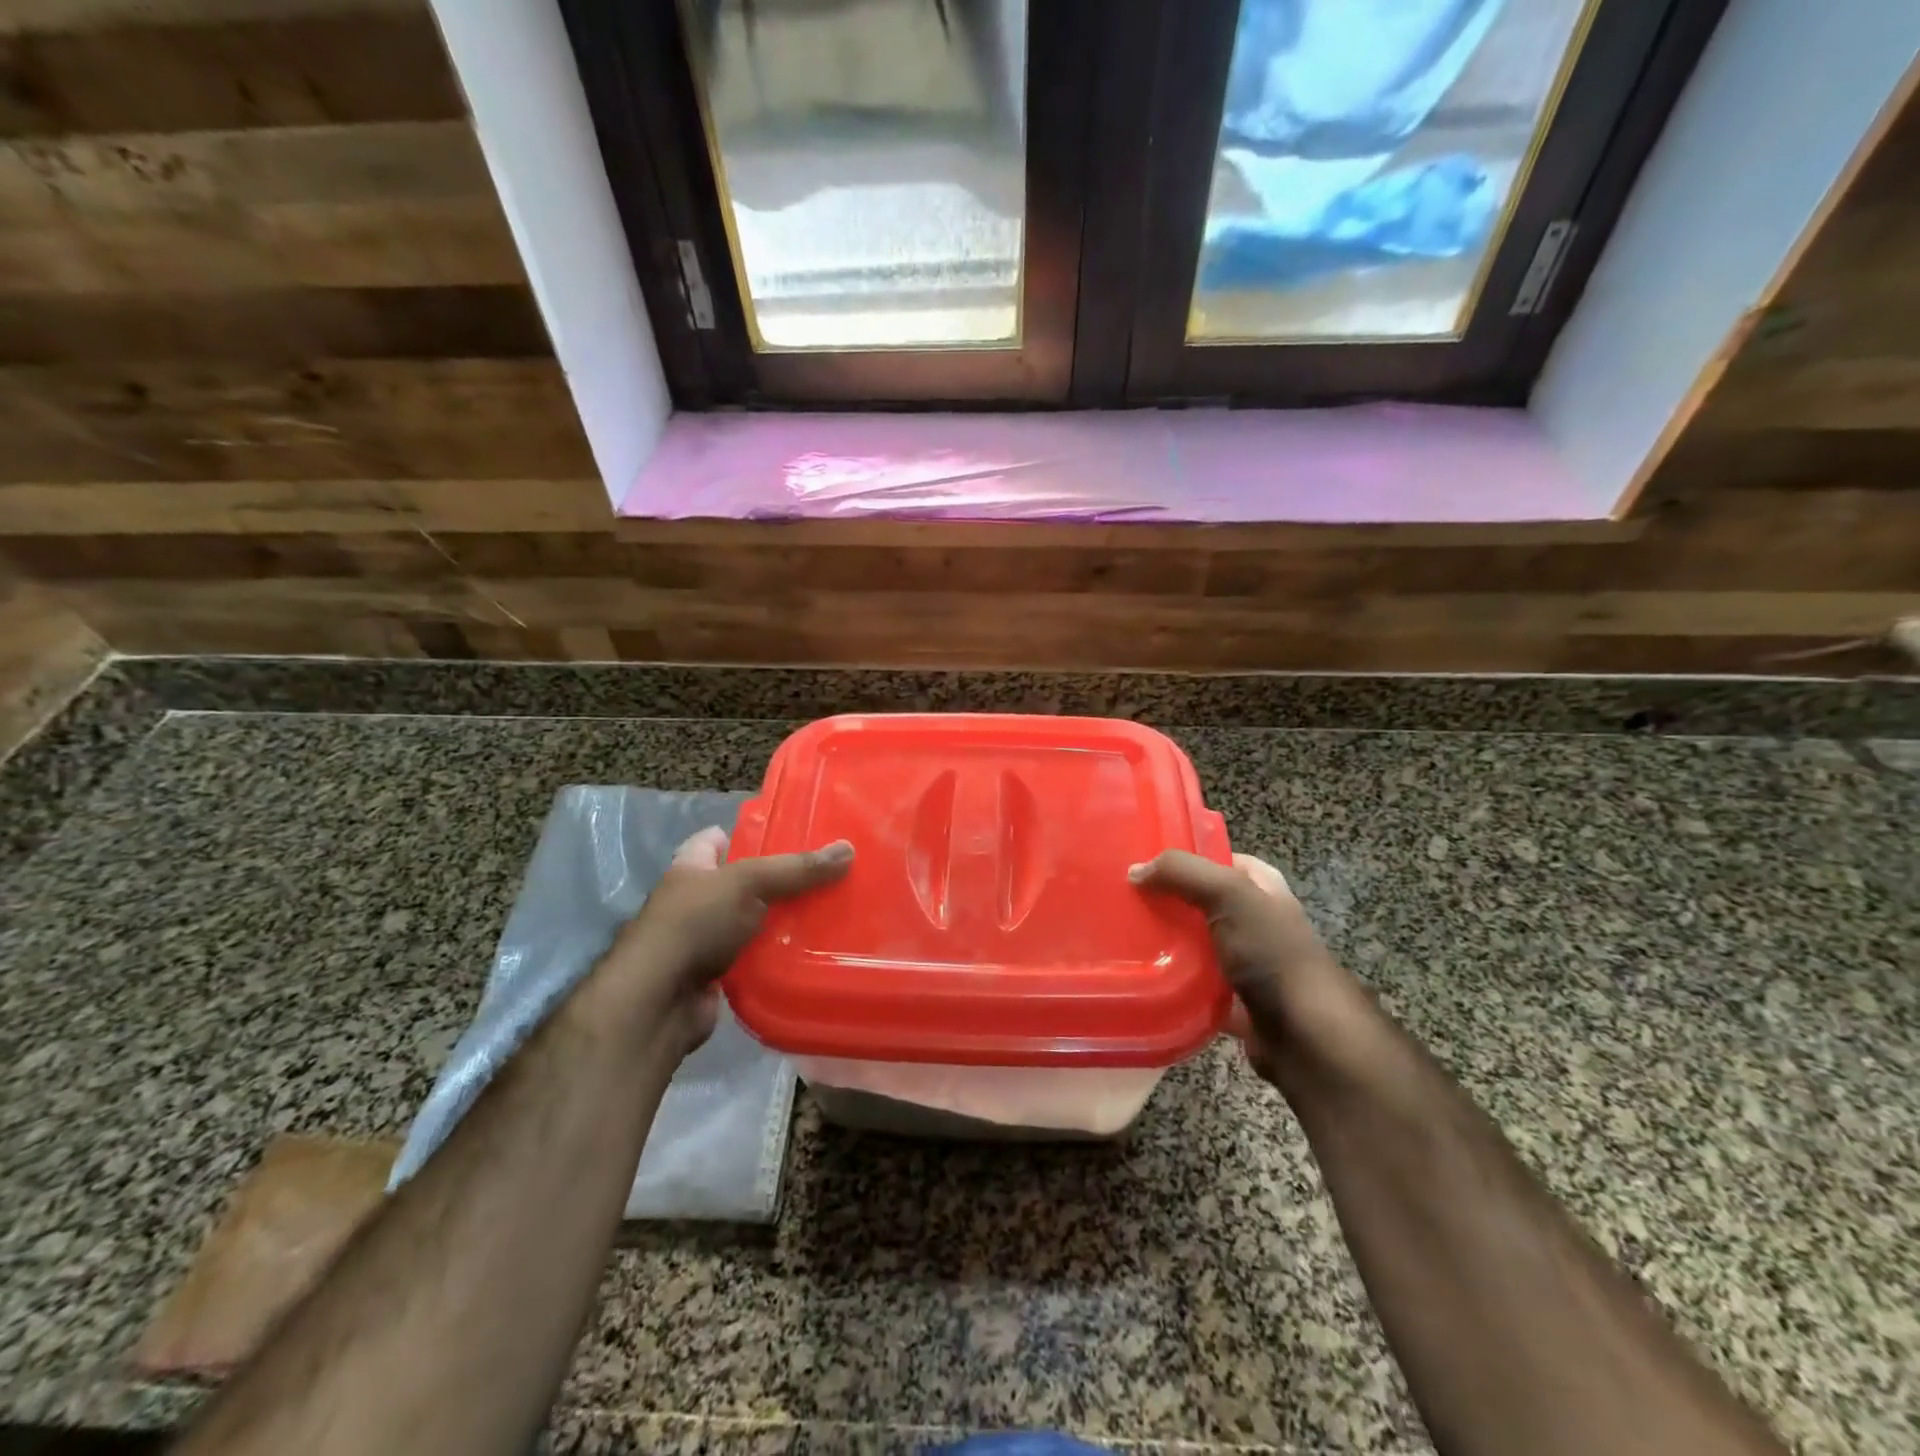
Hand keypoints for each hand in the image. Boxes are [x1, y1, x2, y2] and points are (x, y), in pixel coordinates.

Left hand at [599, 827, 853, 1050]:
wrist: (659, 1001)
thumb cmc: (695, 924)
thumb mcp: (749, 883)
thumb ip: (797, 869)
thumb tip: (849, 849)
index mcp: (693, 866)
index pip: (720, 838)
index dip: (753, 834)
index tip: (797, 836)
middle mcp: (696, 899)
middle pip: (746, 881)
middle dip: (783, 880)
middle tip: (829, 875)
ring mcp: (706, 938)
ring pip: (755, 921)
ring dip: (785, 921)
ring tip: (832, 911)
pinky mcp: (718, 973)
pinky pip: (757, 956)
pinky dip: (779, 955)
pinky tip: (812, 951)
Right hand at [1129, 850, 1357, 1082]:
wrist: (1307, 1037)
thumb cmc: (1273, 954)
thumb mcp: (1230, 895)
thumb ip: (1183, 873)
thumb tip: (1135, 870)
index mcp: (1262, 888)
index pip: (1218, 859)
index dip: (1184, 857)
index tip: (1141, 860)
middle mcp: (1255, 920)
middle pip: (1201, 901)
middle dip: (1167, 900)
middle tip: (1124, 900)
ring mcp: (1244, 961)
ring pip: (1194, 943)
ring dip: (1165, 942)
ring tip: (1123, 936)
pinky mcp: (1232, 999)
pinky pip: (1194, 983)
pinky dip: (1172, 981)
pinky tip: (1141, 976)